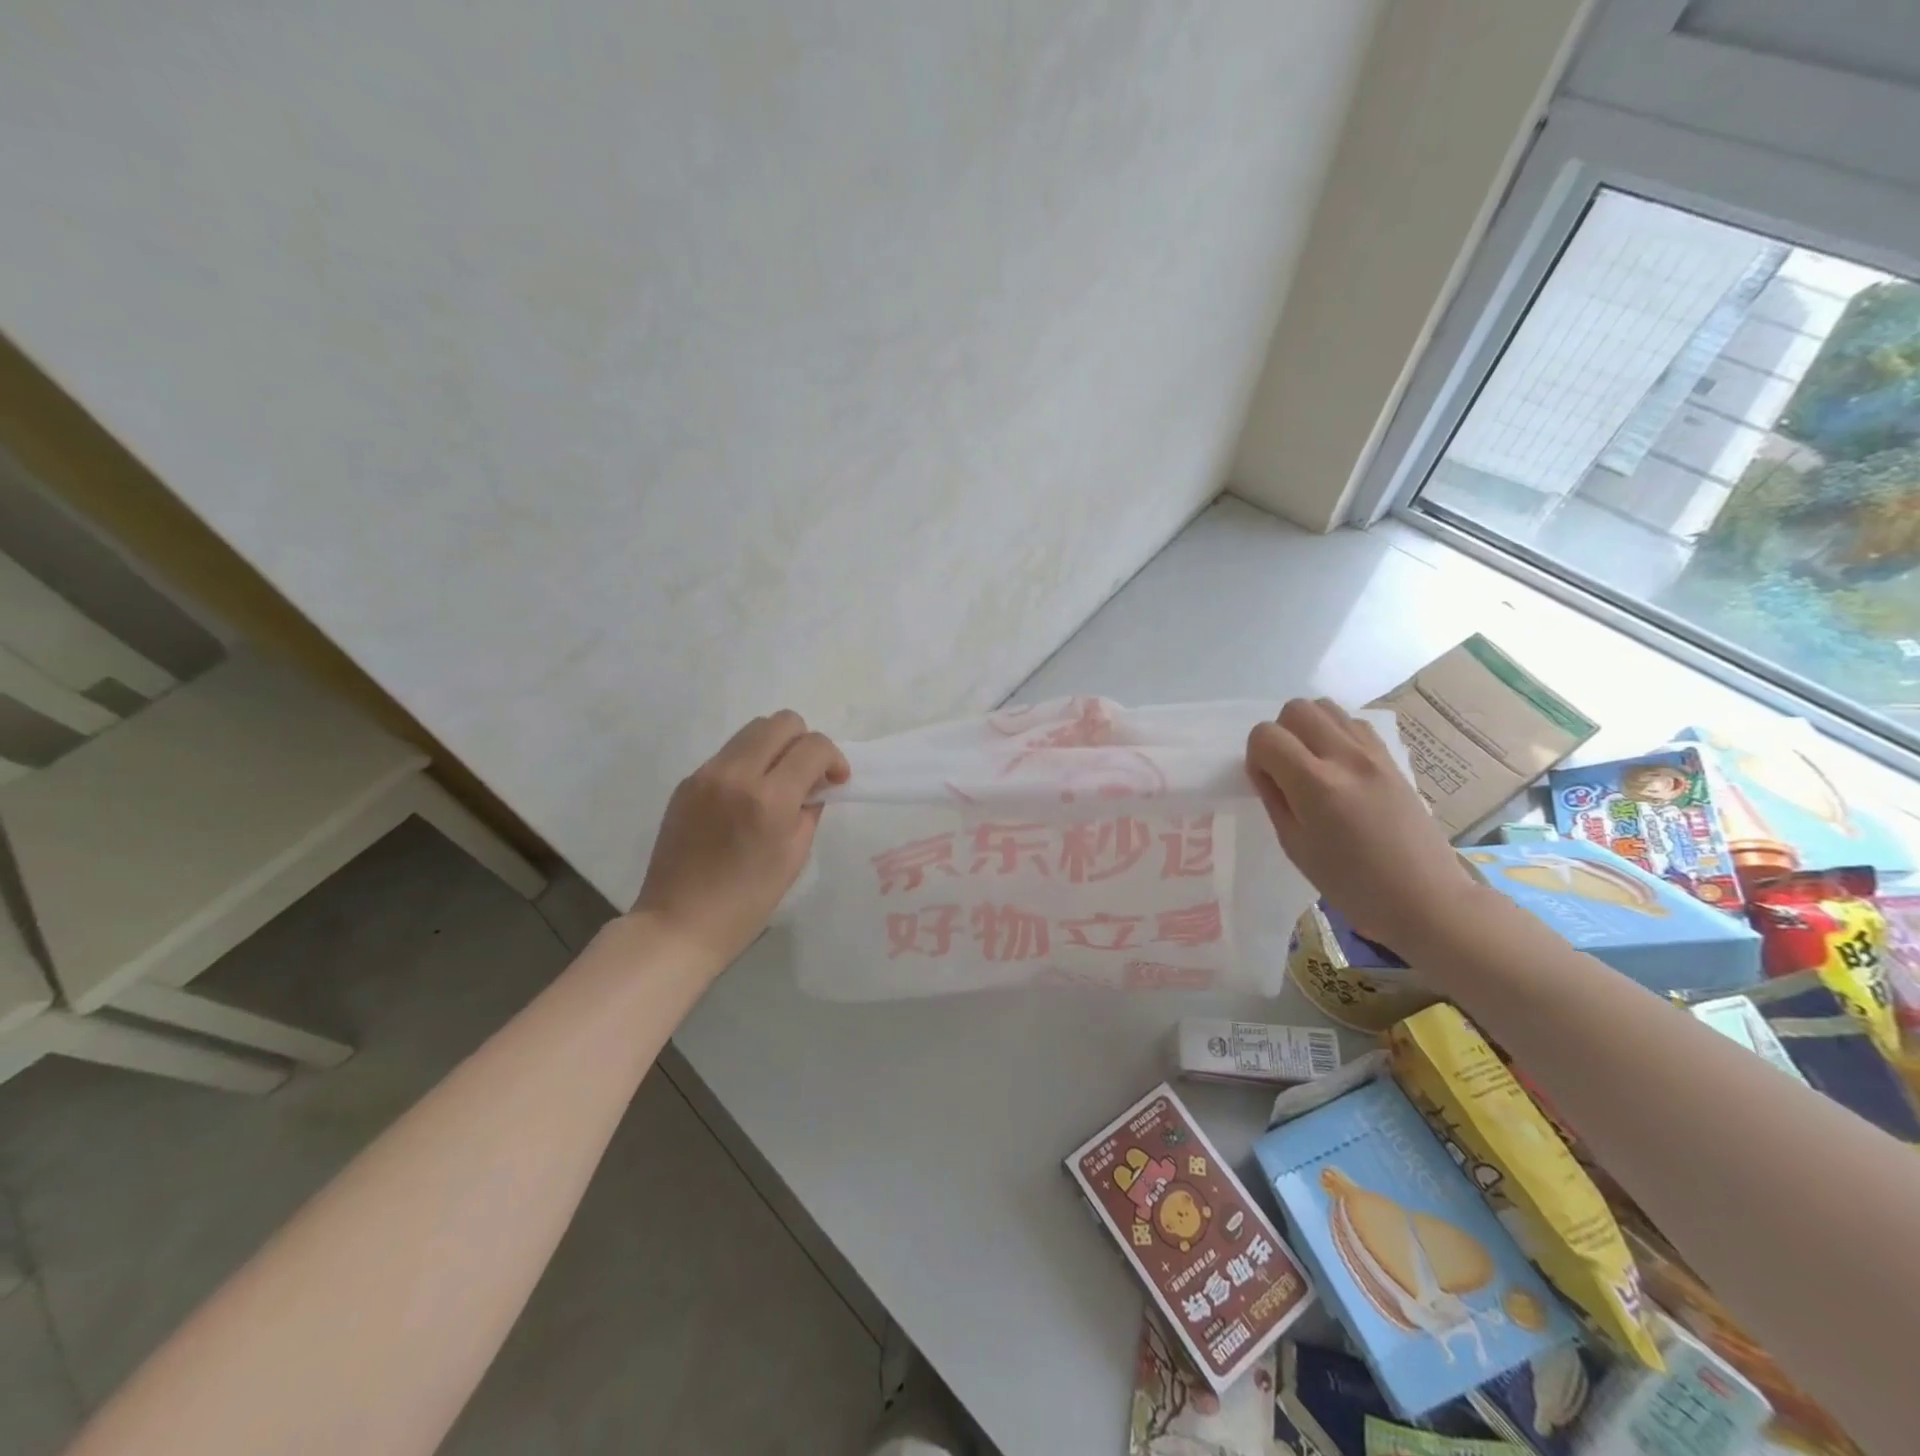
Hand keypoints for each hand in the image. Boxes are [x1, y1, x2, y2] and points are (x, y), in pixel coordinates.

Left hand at [633, 711, 848, 969]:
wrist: (679, 922)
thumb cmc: (747, 901)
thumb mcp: (795, 856)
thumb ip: (810, 809)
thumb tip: (815, 784)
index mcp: (770, 798)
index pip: (814, 747)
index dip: (834, 759)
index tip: (835, 781)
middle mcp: (737, 774)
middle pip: (782, 722)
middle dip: (805, 742)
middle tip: (808, 775)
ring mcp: (707, 774)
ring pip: (753, 730)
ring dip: (776, 747)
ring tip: (778, 781)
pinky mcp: (688, 781)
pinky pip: (729, 753)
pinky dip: (749, 762)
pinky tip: (747, 797)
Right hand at [1246, 698, 1485, 956]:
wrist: (1424, 897)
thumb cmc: (1351, 884)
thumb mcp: (1295, 845)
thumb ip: (1275, 799)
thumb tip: (1266, 770)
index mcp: (1315, 785)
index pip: (1266, 736)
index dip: (1256, 756)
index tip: (1266, 783)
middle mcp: (1345, 758)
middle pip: (1296, 709)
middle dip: (1280, 733)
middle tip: (1286, 769)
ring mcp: (1373, 754)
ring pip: (1327, 707)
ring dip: (1309, 728)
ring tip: (1312, 764)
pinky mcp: (1392, 758)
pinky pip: (1354, 723)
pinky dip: (1336, 733)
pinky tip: (1338, 766)